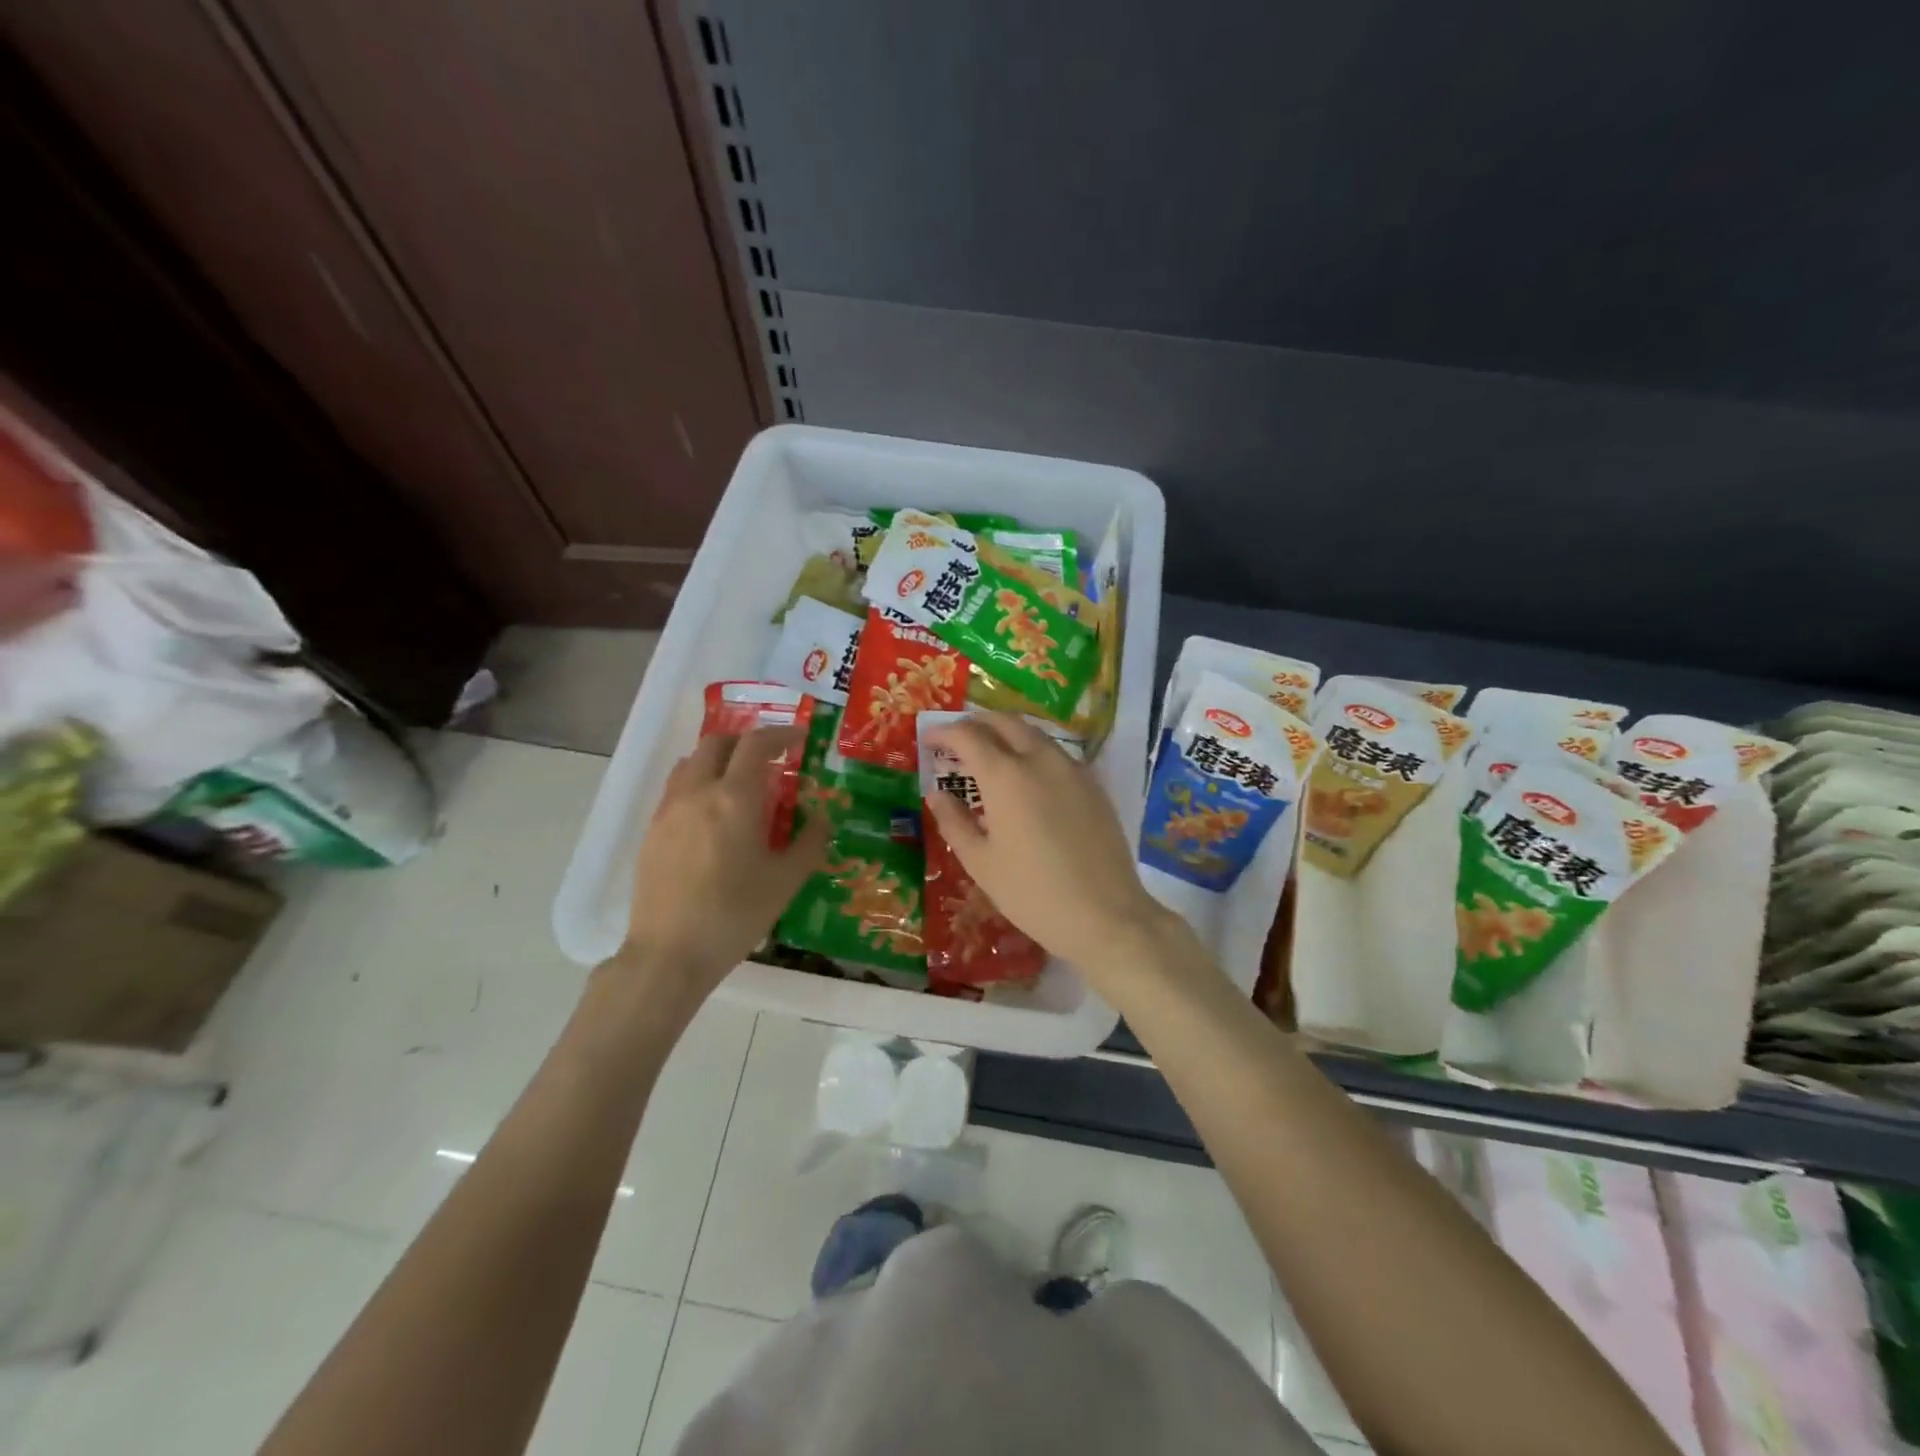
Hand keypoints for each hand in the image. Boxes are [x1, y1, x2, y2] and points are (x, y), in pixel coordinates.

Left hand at [619, 725, 827, 994]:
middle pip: (717, 743)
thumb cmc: (735, 916)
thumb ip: (809, 842)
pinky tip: (712, 816)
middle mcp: (698, 793)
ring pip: (691, 763)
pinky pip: (676, 789)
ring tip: (739, 784)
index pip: (756, 744)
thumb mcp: (785, 881)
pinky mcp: (652, 831)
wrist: (669, 954)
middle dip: (746, 742)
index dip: (780, 734)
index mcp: (735, 799)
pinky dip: (699, 783)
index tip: (799, 738)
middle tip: (769, 759)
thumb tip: (821, 818)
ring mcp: (669, 810)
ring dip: (719, 760)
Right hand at [921, 713, 1172, 970]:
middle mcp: (1040, 759)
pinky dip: (1033, 751)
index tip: (929, 740)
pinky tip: (1027, 777)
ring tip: (990, 754)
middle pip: (1005, 721)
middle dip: (977, 723)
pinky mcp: (1093, 784)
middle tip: (957, 740)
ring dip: (1006, 734)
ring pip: (1034, 733)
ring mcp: (1072, 769)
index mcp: (1005, 775)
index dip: (944, 733)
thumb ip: (954, 822)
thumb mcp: (981, 863)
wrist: (1105, 914)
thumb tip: (937, 795)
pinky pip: (1056, 753)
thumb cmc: (1032, 893)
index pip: (968, 735)